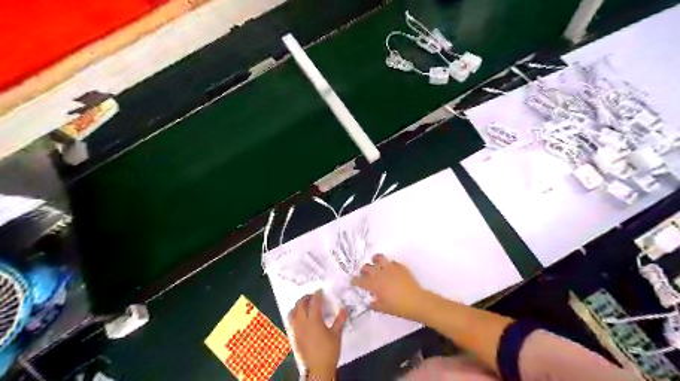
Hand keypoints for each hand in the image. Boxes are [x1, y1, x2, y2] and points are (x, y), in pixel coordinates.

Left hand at [289, 291, 346, 379]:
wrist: (319, 368)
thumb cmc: (329, 351)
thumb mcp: (337, 334)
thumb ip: (339, 320)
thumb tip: (343, 309)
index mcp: (314, 321)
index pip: (314, 303)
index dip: (317, 295)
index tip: (320, 290)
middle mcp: (303, 323)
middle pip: (301, 305)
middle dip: (306, 298)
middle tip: (313, 296)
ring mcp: (297, 330)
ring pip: (293, 312)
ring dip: (298, 305)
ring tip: (305, 304)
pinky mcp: (295, 336)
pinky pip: (291, 321)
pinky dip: (295, 315)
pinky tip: (301, 317)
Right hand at [353, 256, 425, 321]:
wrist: (416, 301)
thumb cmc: (398, 307)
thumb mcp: (383, 308)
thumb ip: (375, 304)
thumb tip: (371, 302)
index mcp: (374, 284)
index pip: (360, 280)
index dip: (355, 281)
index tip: (353, 281)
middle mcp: (379, 274)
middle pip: (367, 267)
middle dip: (363, 271)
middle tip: (364, 274)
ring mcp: (390, 268)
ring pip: (378, 258)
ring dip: (375, 261)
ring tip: (375, 263)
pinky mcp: (399, 266)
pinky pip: (391, 262)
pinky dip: (388, 264)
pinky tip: (389, 269)